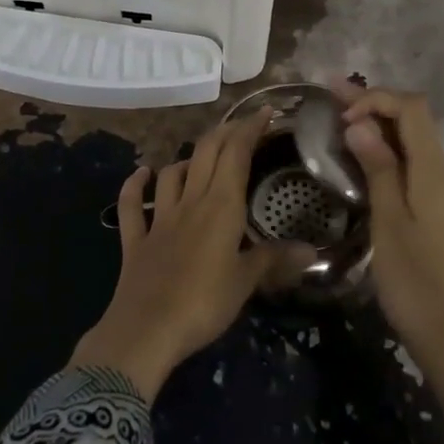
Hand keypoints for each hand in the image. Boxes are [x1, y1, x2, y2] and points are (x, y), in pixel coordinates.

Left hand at [72, 109, 314, 401]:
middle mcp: (190, 202)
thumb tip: (311, 251)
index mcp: (220, 207)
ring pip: (172, 174)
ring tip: (201, 157)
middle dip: (224, 133)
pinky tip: (141, 174)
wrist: (145, 330)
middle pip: (205, 154)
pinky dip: (135, 186)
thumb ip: (274, 260)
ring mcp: (159, 219)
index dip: (250, 129)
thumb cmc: (204, 304)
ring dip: (187, 159)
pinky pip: (132, 206)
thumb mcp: (245, 283)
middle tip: (241, 127)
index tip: (265, 112)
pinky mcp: (135, 239)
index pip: (236, 154)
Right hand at [337, 84, 443, 439]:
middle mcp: (443, 173)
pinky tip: (361, 156)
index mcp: (434, 171)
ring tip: (340, 116)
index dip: (376, 99)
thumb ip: (378, 168)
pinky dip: (385, 149)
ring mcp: (441, 191)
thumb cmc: (414, 280)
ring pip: (412, 140)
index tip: (340, 114)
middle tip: (332, 95)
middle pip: (413, 119)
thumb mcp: (389, 221)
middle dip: (374, 102)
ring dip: (379, 123)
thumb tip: (359, 123)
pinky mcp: (435, 208)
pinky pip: (411, 162)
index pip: (411, 109)